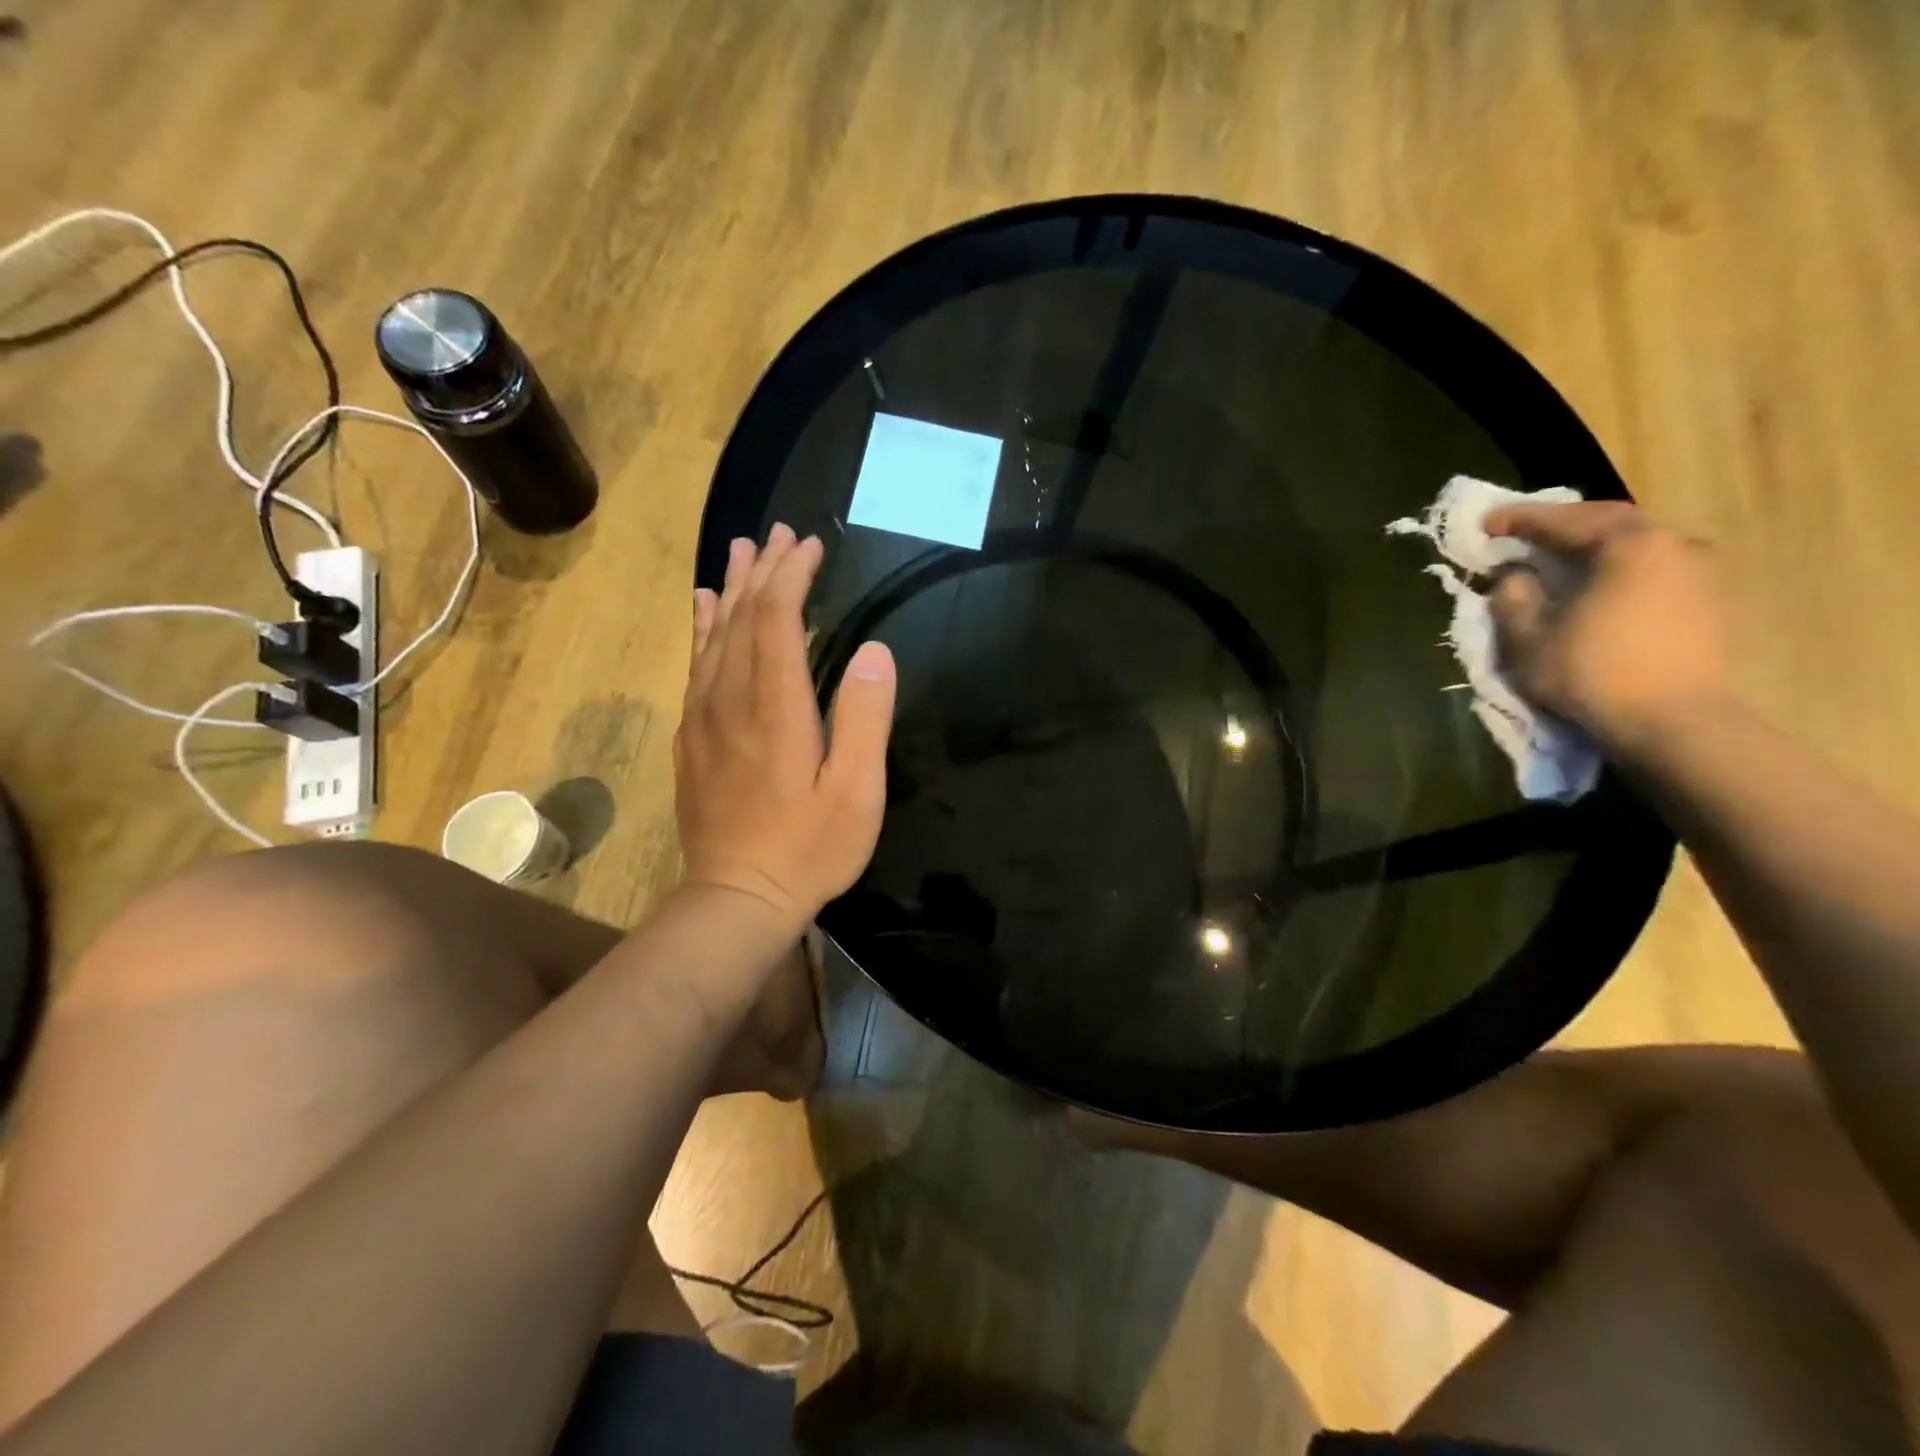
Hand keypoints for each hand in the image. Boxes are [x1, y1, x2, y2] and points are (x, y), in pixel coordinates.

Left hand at [674, 524, 896, 928]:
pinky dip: (702, 629)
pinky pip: (695, 666)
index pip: (776, 619)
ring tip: (740, 551)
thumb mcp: (856, 791)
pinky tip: (704, 611)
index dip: (792, 577)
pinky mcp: (692, 738)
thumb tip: (876, 650)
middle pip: (741, 617)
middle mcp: (731, 699)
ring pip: (713, 636)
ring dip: (729, 590)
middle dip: (763, 571)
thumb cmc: (809, 848)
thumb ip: (865, 717)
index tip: (810, 546)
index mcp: (776, 707)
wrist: (736, 898)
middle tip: (780, 534)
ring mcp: (703, 718)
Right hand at [1485, 501, 1729, 753]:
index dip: (1518, 519)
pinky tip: (1597, 582)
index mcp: (1628, 544)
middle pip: (1608, 521)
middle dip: (1560, 524)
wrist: (1675, 721)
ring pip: (1635, 542)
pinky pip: (1652, 566)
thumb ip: (1513, 596)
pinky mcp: (1706, 599)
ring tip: (1559, 558)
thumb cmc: (1593, 673)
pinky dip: (1617, 566)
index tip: (1485, 523)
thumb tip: (1515, 575)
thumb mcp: (1528, 637)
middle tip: (1522, 534)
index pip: (1563, 519)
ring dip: (1593, 544)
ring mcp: (1698, 571)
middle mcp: (1672, 544)